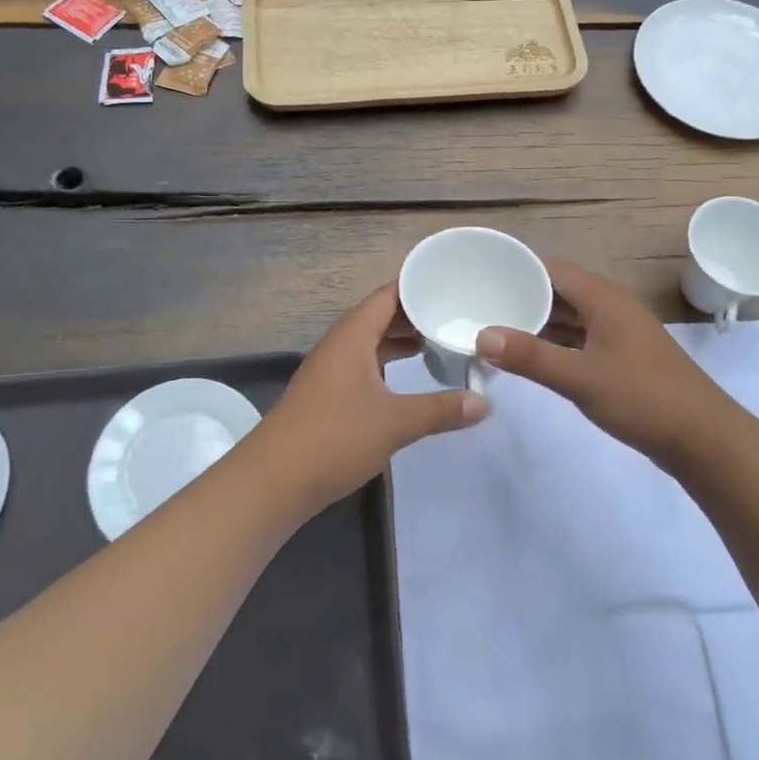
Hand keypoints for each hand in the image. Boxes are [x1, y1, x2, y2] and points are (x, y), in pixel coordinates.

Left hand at [254, 283, 487, 514]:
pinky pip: (365, 362)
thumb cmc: (334, 438)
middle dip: (416, 312)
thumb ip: (441, 410)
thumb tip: (485, 403)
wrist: (274, 480)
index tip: (451, 279)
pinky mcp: (329, 393)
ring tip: (440, 338)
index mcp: (353, 335)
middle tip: (456, 310)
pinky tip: (411, 374)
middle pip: (381, 315)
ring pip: (372, 340)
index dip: (417, 284)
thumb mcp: (395, 422)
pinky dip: (389, 361)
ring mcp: (332, 369)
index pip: (388, 294)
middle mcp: (340, 344)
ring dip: (402, 338)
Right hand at [479, 260, 727, 468]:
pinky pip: (580, 339)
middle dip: (522, 298)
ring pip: (570, 317)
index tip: (482, 278)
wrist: (704, 438)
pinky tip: (531, 358)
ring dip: (538, 323)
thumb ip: (530, 357)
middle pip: (559, 292)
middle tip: (480, 306)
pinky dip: (555, 344)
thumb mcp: (581, 377)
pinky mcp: (622, 358)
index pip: (552, 270)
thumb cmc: (643, 398)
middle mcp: (611, 308)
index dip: (518, 271)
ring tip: (496, 330)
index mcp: (604, 299)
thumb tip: (481, 335)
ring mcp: (619, 333)